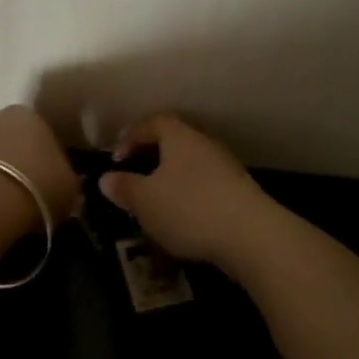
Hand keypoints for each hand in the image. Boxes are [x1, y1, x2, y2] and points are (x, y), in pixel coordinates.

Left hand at [0, 105, 80, 227]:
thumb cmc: (36, 187)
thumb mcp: (69, 190)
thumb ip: (68, 182)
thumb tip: (65, 186)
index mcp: (28, 116)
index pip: (41, 135)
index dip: (45, 161)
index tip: (47, 184)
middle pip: (6, 140)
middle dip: (12, 162)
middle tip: (21, 193)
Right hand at [98, 114, 273, 267]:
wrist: (252, 236)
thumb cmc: (189, 209)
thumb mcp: (145, 201)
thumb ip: (124, 188)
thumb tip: (106, 178)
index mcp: (180, 137)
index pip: (152, 122)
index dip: (131, 136)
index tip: (116, 158)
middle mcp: (205, 144)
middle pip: (175, 141)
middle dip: (153, 157)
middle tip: (135, 177)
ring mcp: (227, 167)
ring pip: (192, 165)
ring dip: (173, 179)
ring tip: (156, 202)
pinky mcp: (241, 192)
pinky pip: (207, 186)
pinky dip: (191, 196)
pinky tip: (184, 219)